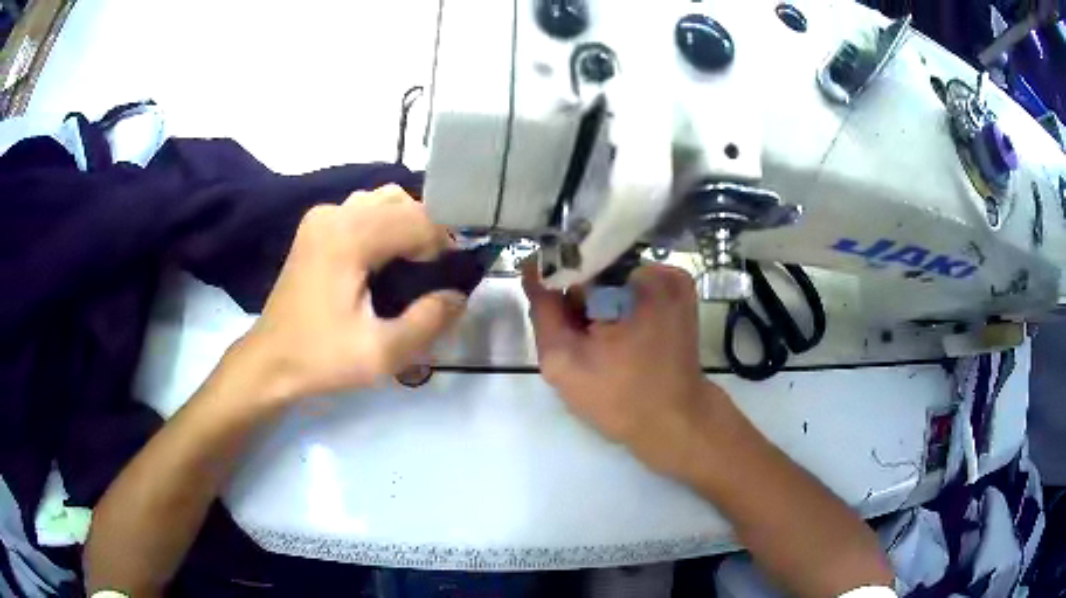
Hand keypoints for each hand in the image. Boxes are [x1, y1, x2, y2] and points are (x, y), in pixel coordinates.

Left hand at [233, 185, 466, 406]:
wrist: (270, 362)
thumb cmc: (321, 358)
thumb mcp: (382, 353)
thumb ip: (429, 321)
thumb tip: (458, 294)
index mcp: (349, 237)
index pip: (418, 220)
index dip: (445, 246)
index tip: (453, 279)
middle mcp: (335, 214)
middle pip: (402, 202)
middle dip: (429, 233)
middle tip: (437, 274)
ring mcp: (321, 216)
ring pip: (383, 201)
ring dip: (407, 225)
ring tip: (414, 264)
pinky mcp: (315, 226)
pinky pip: (363, 210)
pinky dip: (385, 225)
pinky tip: (386, 258)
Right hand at [523, 263, 732, 474]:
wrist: (675, 423)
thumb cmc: (620, 398)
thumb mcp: (564, 361)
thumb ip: (542, 311)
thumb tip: (531, 267)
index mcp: (636, 282)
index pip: (578, 264)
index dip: (558, 290)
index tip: (556, 320)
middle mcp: (660, 269)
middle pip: (598, 270)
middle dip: (582, 301)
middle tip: (582, 343)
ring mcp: (674, 280)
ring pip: (614, 280)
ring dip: (600, 306)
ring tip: (603, 346)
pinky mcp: (680, 294)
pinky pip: (634, 289)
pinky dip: (621, 308)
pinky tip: (621, 339)